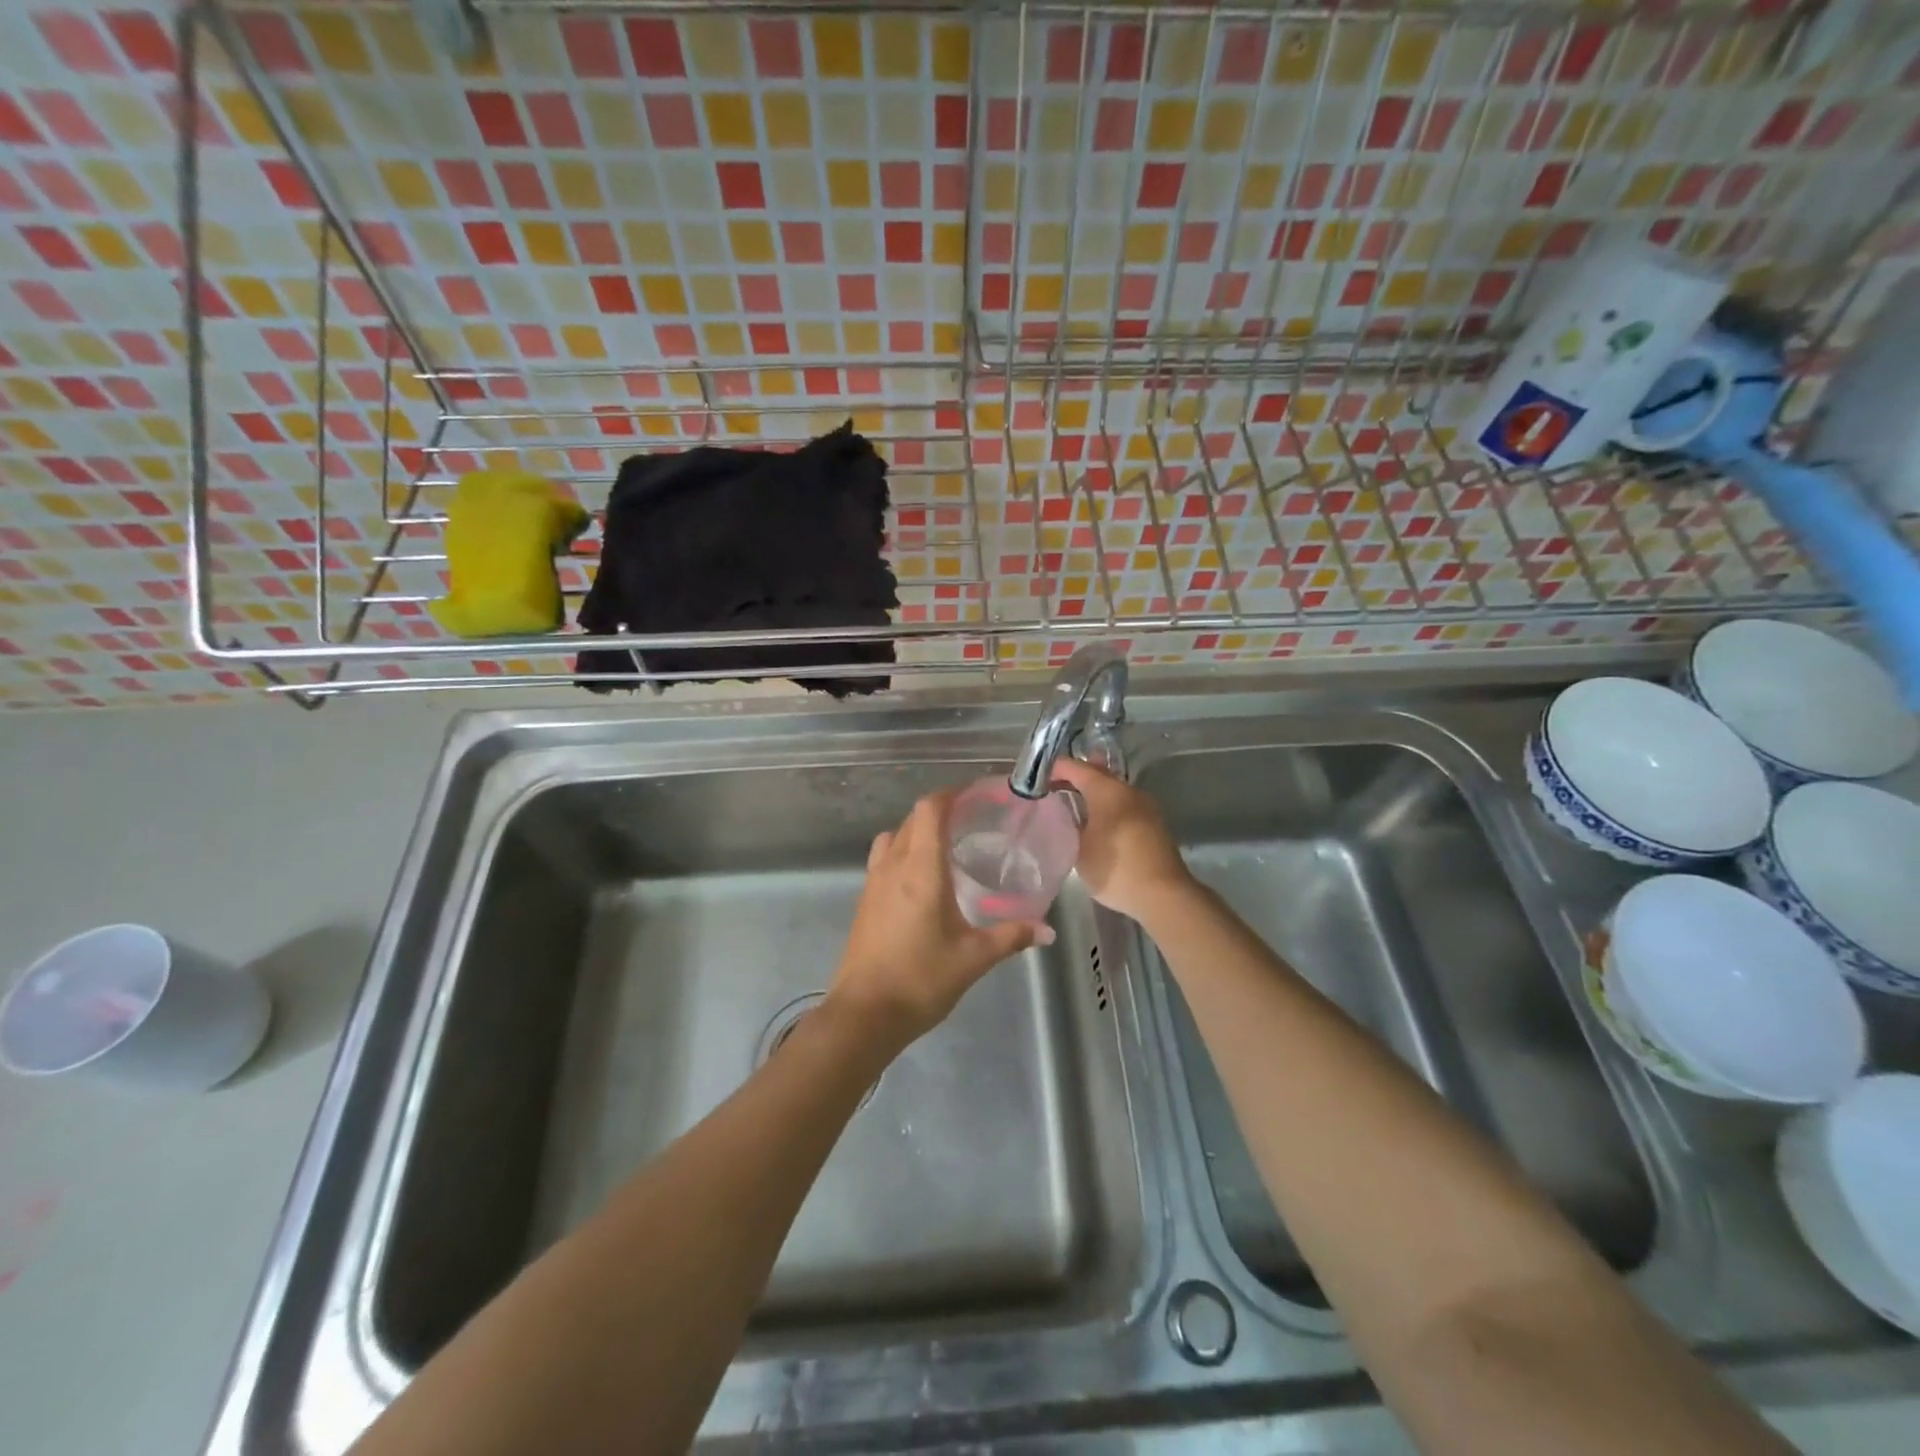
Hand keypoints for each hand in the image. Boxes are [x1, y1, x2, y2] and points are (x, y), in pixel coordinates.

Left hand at [830, 790, 1044, 1052]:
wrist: (864, 1014)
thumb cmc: (921, 979)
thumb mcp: (973, 958)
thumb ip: (1010, 937)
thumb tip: (1046, 931)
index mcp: (921, 869)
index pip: (930, 810)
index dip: (952, 794)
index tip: (977, 795)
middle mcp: (893, 866)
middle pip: (912, 818)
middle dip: (940, 811)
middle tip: (972, 820)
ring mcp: (873, 882)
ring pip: (894, 837)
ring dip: (918, 831)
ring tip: (947, 846)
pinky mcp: (864, 901)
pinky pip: (884, 859)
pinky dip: (904, 853)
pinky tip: (924, 880)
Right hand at [1050, 759, 1194, 923]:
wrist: (1164, 895)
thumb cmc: (1116, 868)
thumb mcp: (1079, 849)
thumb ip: (1068, 825)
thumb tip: (1063, 813)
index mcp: (1107, 790)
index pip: (1075, 767)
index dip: (1054, 769)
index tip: (1035, 780)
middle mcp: (1128, 790)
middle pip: (1097, 773)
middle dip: (1074, 777)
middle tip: (1051, 787)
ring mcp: (1145, 805)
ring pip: (1113, 789)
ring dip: (1092, 793)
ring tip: (1071, 804)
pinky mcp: (1153, 823)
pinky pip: (1123, 804)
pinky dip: (1106, 806)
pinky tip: (1096, 822)